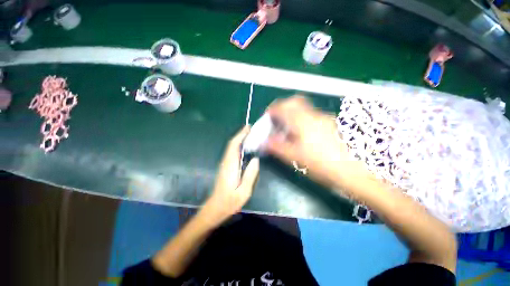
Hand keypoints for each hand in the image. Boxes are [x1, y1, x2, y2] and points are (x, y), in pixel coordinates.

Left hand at [205, 126, 259, 221]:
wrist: (216, 208)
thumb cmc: (230, 201)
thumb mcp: (244, 191)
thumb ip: (250, 175)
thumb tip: (255, 159)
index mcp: (230, 166)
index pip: (234, 146)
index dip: (240, 135)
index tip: (248, 128)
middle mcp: (226, 162)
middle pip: (232, 144)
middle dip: (240, 134)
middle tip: (251, 128)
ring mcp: (225, 164)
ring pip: (231, 147)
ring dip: (239, 139)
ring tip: (250, 134)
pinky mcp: (226, 167)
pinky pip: (232, 152)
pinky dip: (238, 145)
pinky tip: (245, 146)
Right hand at [266, 96, 371, 193]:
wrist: (355, 171)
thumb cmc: (322, 165)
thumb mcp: (296, 157)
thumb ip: (277, 147)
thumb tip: (264, 142)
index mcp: (303, 122)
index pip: (283, 107)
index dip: (272, 110)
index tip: (267, 118)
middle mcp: (314, 116)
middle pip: (295, 102)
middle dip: (283, 107)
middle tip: (277, 120)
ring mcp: (324, 119)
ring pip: (304, 109)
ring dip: (293, 114)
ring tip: (288, 128)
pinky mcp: (330, 124)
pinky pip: (311, 116)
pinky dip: (302, 119)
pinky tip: (302, 134)